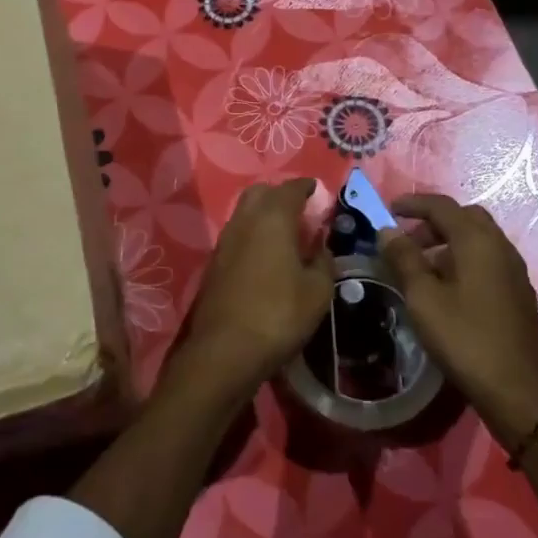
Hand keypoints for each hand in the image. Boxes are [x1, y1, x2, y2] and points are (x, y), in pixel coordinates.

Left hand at [179, 178, 332, 398]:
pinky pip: (237, 234)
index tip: (319, 191)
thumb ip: (324, 262)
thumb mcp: (318, 291)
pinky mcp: (214, 263)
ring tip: (286, 234)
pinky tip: (266, 256)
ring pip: (245, 212)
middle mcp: (244, 220)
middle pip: (261, 192)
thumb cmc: (279, 315)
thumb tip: (321, 247)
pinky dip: (253, 234)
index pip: (291, 188)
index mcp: (273, 218)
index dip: (307, 186)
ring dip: (264, 214)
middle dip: (281, 195)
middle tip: (301, 211)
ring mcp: (224, 241)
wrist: (224, 350)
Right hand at [381, 195, 537, 443]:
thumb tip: (387, 230)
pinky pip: (487, 259)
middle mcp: (500, 246)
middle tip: (406, 239)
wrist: (516, 388)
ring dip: (448, 240)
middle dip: (433, 221)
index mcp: (477, 241)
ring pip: (478, 238)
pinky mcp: (518, 291)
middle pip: (465, 217)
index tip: (388, 210)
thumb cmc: (464, 338)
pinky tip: (447, 287)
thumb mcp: (423, 297)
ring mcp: (514, 269)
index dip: (413, 204)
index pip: (442, 206)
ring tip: (421, 265)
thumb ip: (404, 258)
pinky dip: (464, 258)